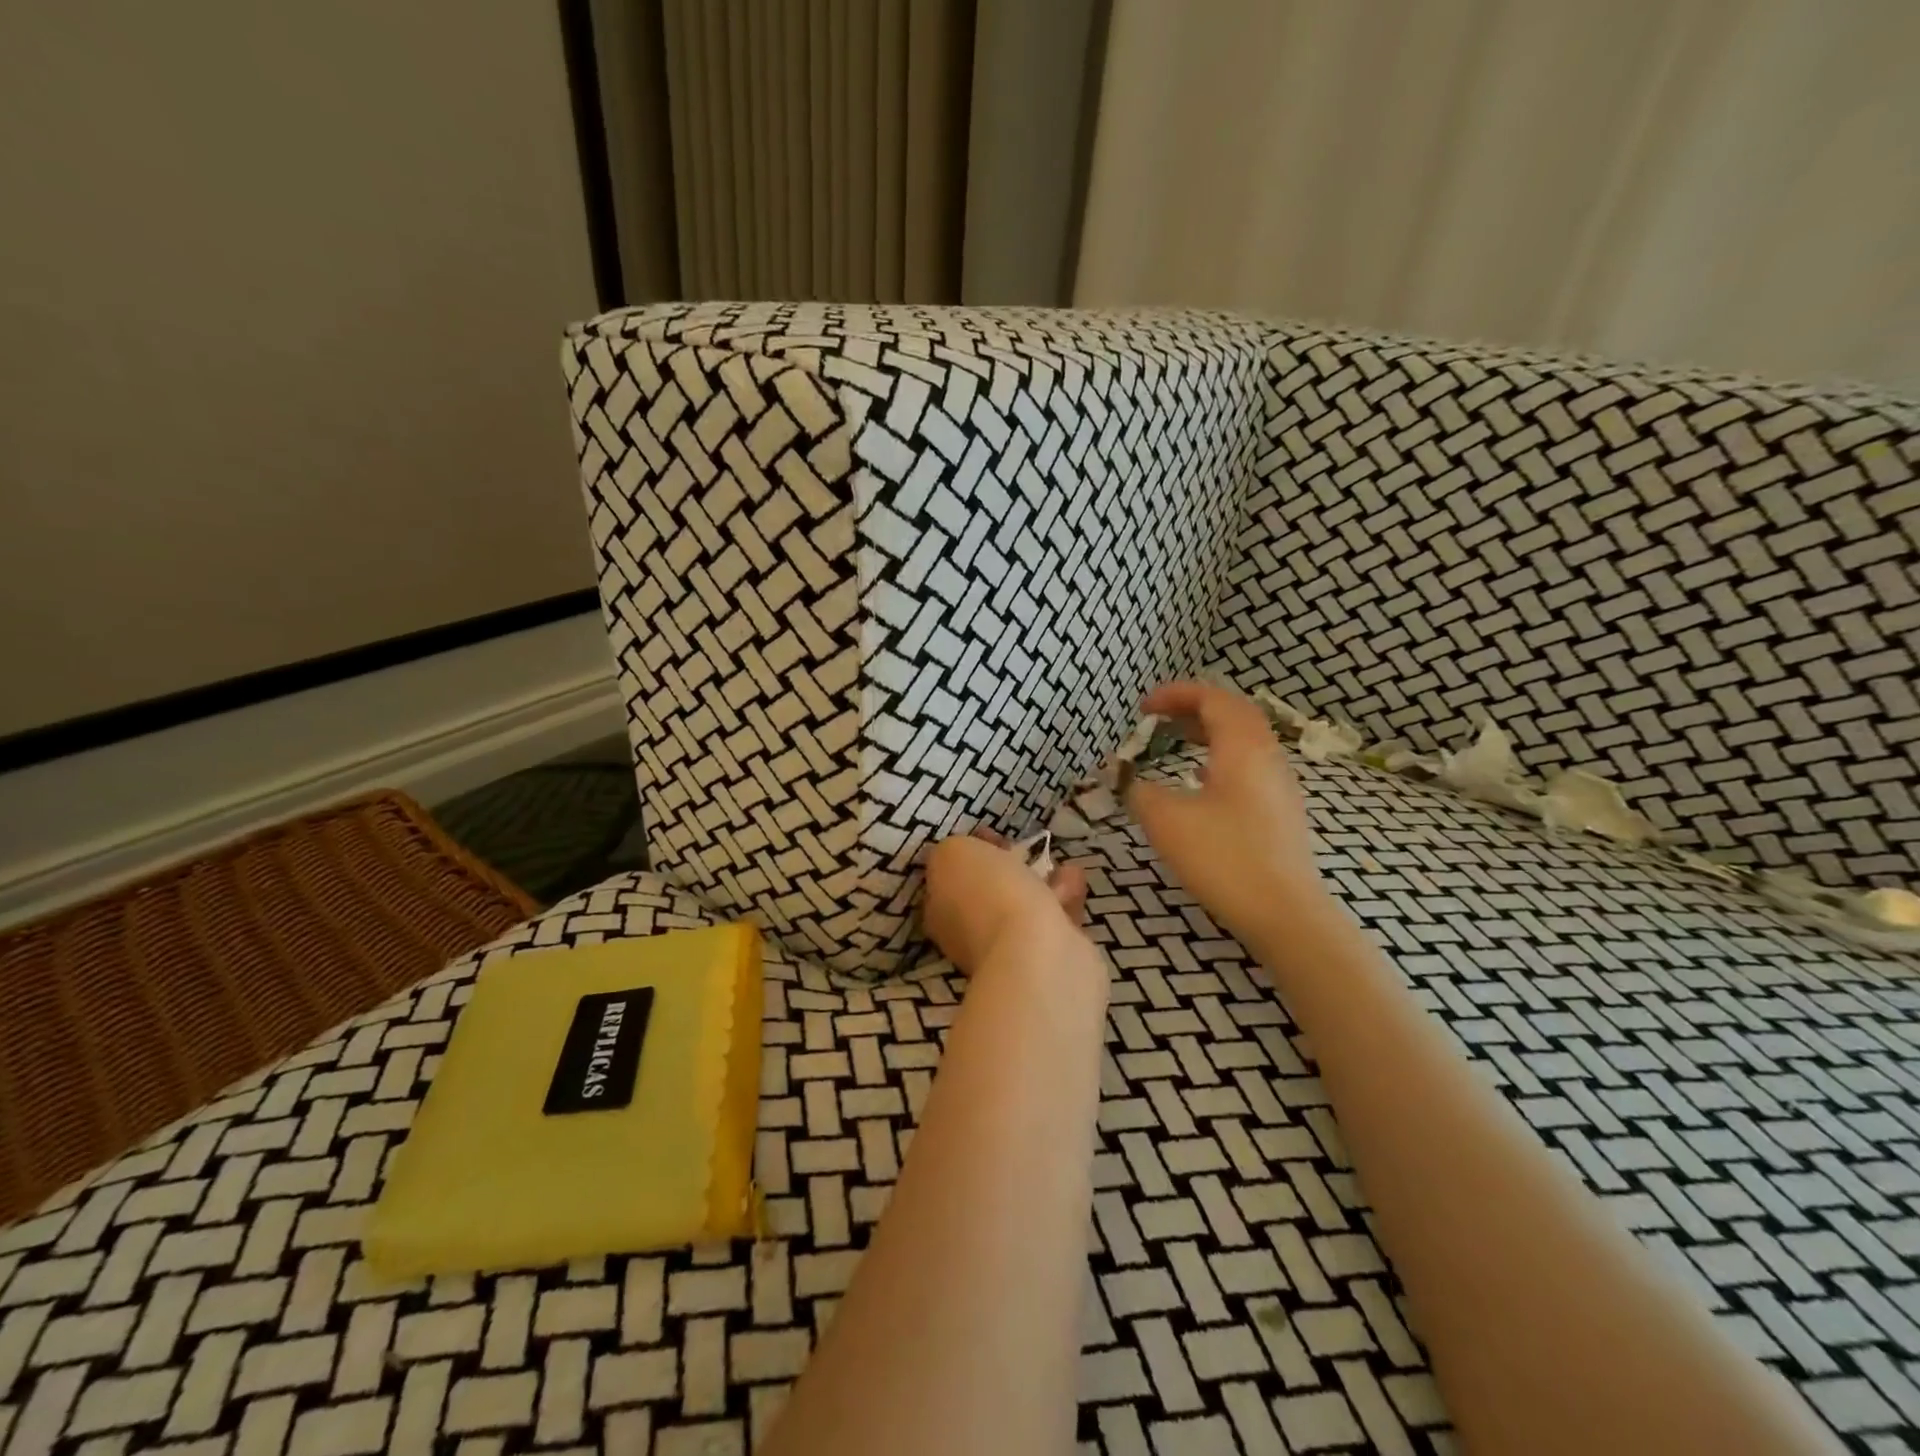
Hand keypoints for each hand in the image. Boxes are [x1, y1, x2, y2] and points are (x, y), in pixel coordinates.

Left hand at [922, 832, 1087, 975]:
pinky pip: (1054, 916)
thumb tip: (968, 856)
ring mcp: (1010, 949)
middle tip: (1023, 848)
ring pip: (1024, 904)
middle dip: (1007, 867)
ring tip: (1055, 860)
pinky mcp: (1049, 956)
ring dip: (1039, 880)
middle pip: (988, 891)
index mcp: (940, 911)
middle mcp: (970, 934)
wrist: (1036, 951)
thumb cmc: (988, 895)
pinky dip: (1064, 895)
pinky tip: (1074, 877)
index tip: (990, 833)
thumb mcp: (953, 853)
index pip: (950, 878)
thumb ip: (954, 850)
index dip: (969, 853)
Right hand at [1126, 680, 1329, 946]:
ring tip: (1175, 742)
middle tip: (1158, 718)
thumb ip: (1139, 791)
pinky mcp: (1280, 811)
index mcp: (1243, 747)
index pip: (1212, 698)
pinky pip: (1249, 765)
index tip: (1142, 708)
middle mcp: (1267, 756)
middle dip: (1193, 708)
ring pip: (1244, 740)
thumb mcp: (1166, 820)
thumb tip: (1127, 780)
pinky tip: (1200, 781)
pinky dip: (1219, 758)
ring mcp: (1279, 784)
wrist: (1285, 913)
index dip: (1176, 695)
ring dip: (1208, 732)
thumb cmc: (1225, 858)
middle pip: (1233, 713)